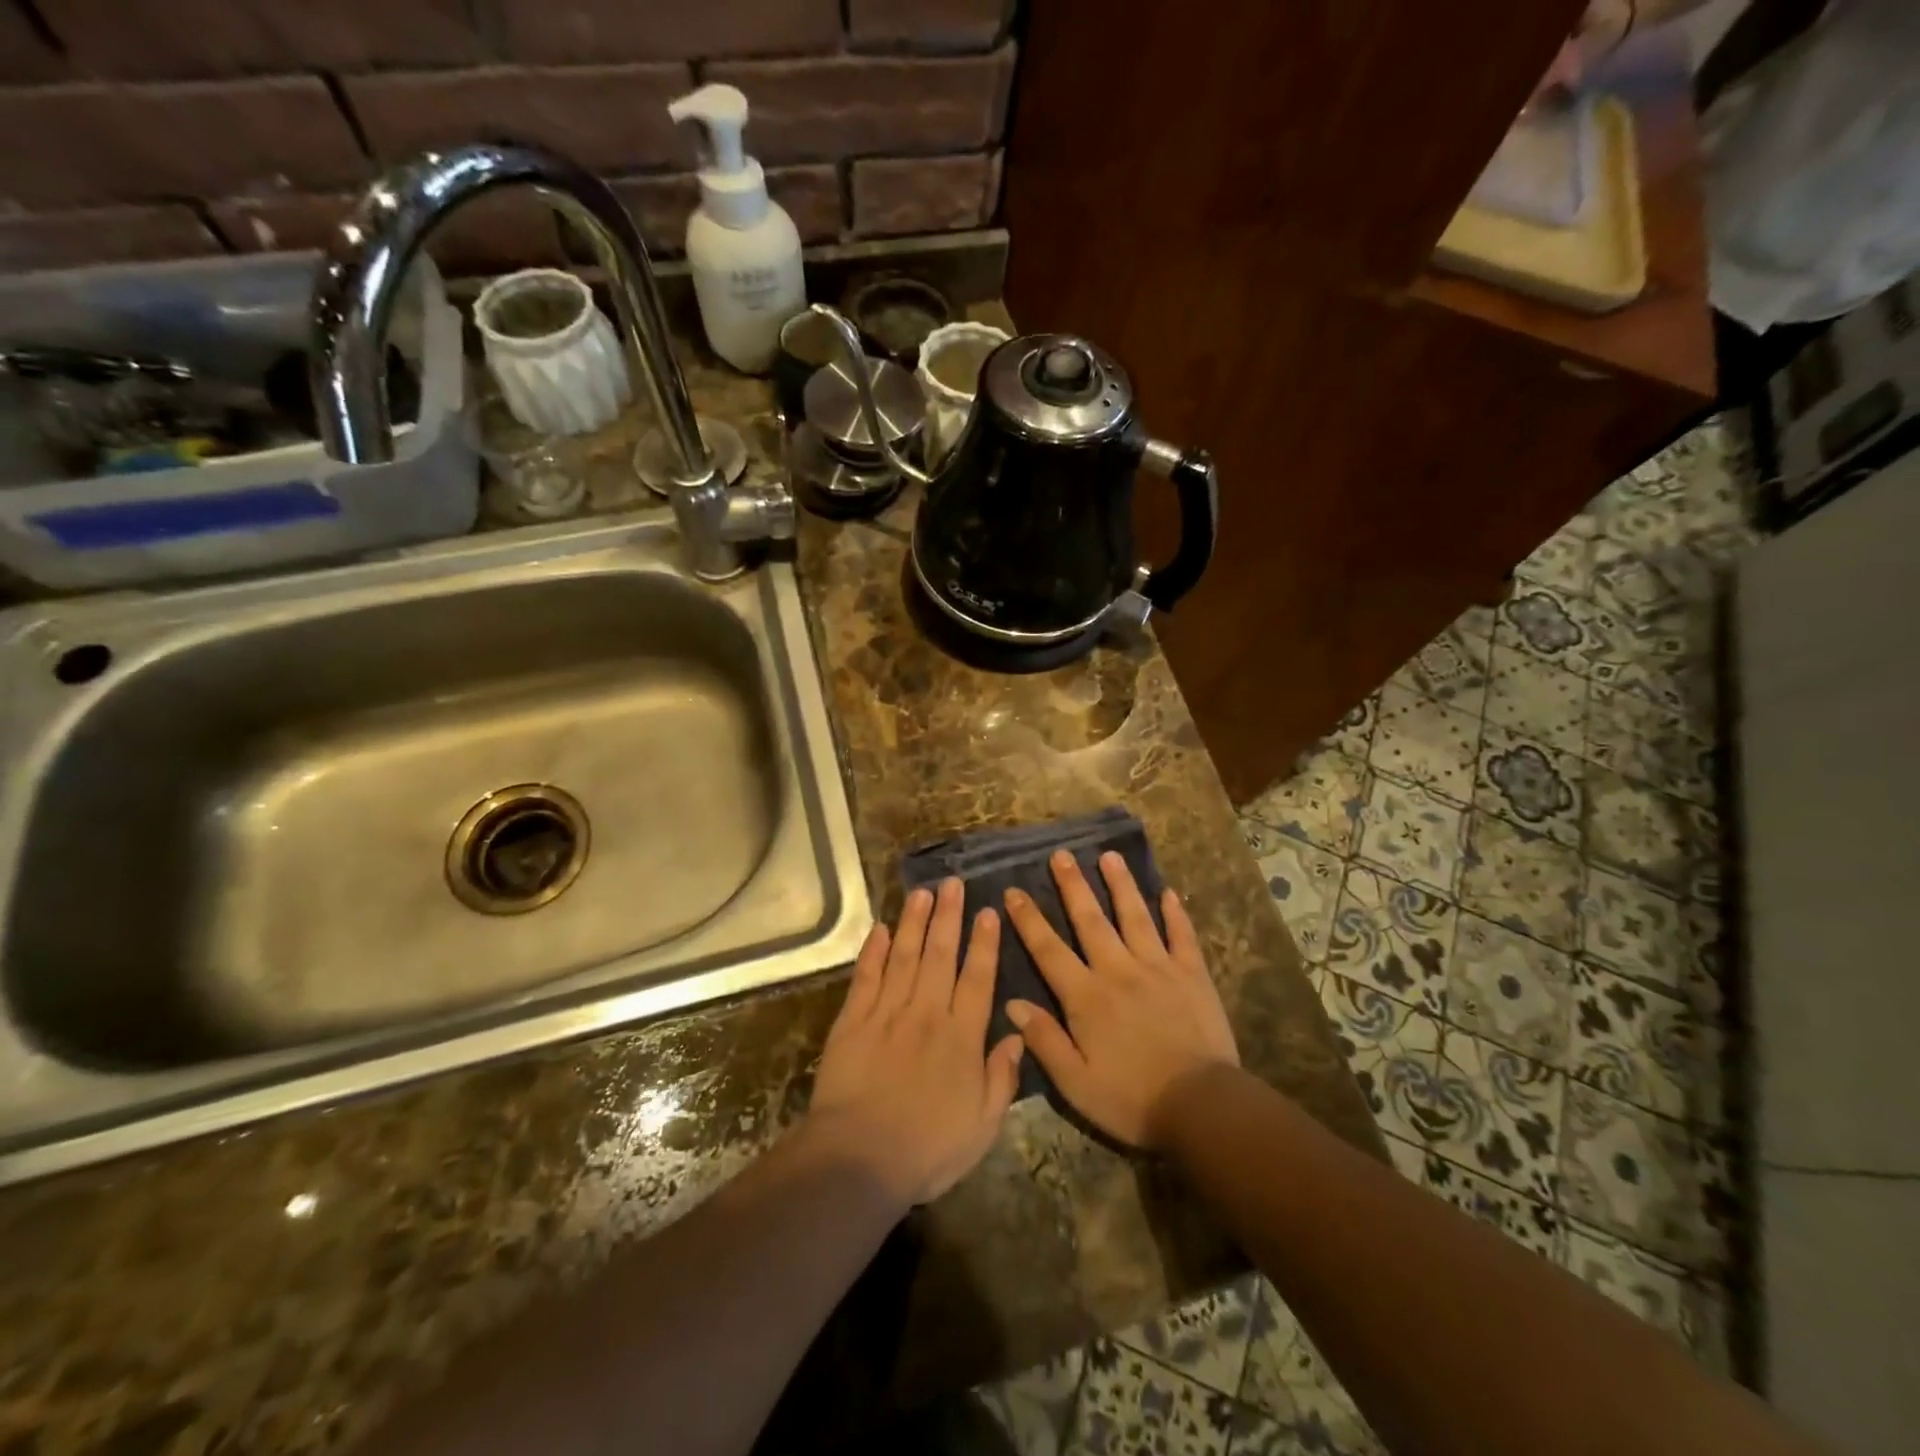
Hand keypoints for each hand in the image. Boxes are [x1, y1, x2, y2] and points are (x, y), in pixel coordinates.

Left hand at [807, 879, 1024, 1207]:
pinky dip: (873, 950)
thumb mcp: (982, 1125)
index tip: (987, 911)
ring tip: (922, 892)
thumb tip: (1017, 1034)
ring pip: (904, 956)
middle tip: (953, 883)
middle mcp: (926, 1013)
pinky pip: (866, 976)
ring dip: (914, 922)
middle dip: (948, 916)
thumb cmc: (928, 1148)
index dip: (983, 943)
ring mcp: (887, 1013)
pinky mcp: (852, 1021)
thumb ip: (1002, 1077)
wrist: (859, 1159)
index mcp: (961, 1037)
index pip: (977, 978)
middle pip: (940, 955)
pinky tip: (879, 928)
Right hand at [1001, 851, 1238, 1149]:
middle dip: (1072, 886)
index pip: (1049, 950)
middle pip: (1090, 920)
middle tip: (1060, 854)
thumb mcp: (1076, 1083)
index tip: (1013, 892)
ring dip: (1121, 885)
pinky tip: (1168, 892)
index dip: (1029, 920)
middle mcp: (1118, 971)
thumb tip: (1012, 1004)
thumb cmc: (1132, 1099)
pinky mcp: (1193, 975)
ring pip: (1135, 916)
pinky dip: (1175, 913)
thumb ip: (1044, 1040)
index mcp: (1086, 997)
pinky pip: (1182, 935)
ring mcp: (1158, 968)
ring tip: (1109, 856)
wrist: (1202, 1106)